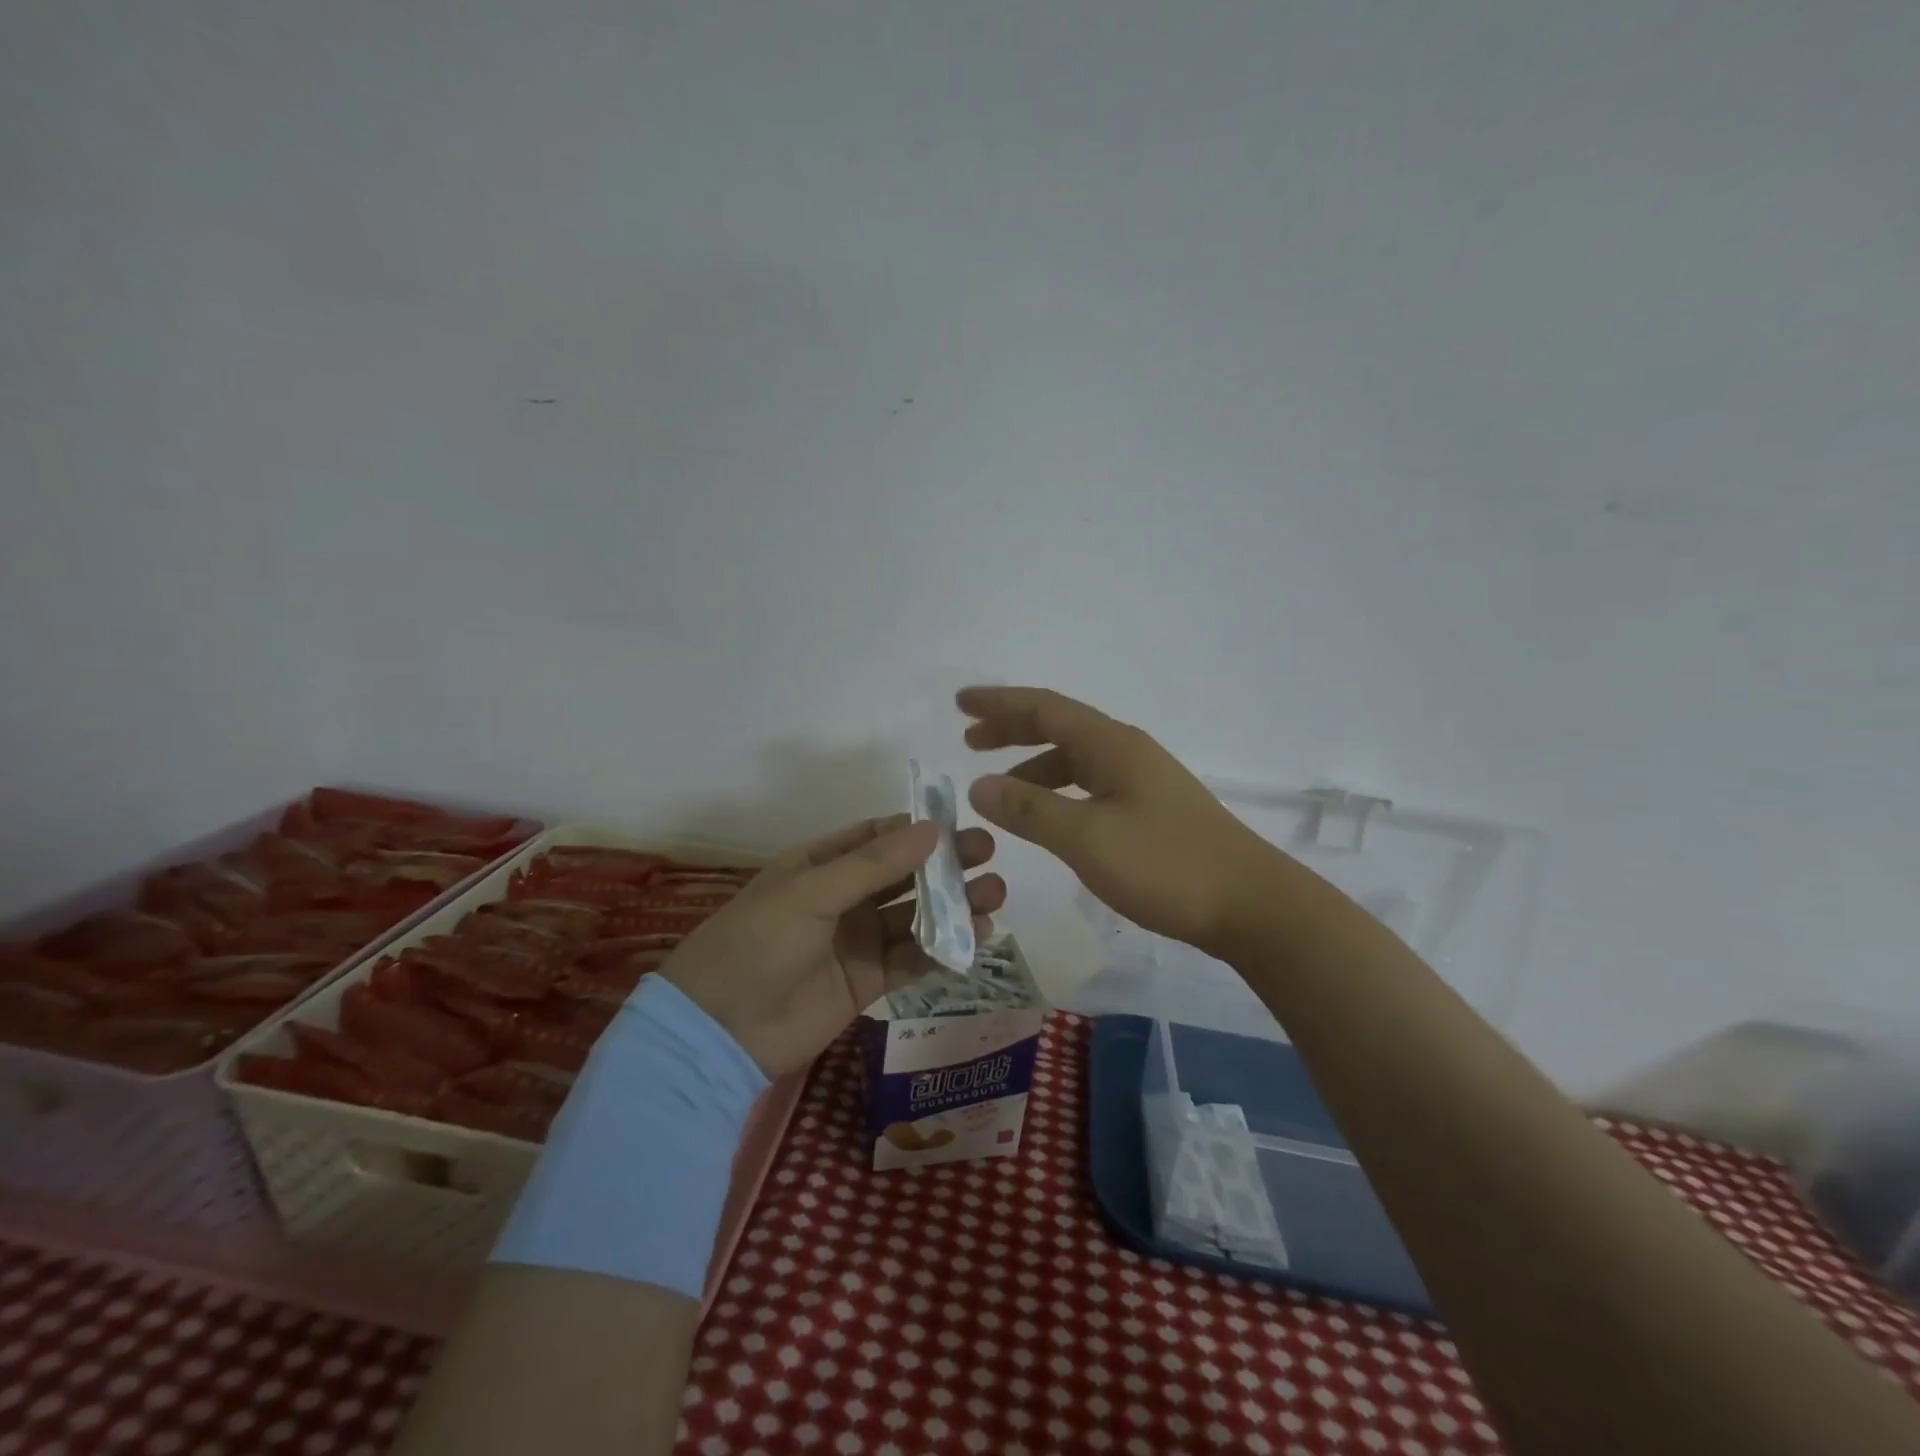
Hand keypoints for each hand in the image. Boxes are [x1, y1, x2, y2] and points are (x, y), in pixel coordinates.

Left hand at [661, 815, 1004, 1077]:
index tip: (959, 825)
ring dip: (953, 906)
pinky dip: (942, 949)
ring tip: (994, 896)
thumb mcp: (811, 892)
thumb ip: (873, 864)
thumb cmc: (757, 942)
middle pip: (904, 875)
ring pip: (914, 916)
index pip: (877, 837)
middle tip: (989, 856)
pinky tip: (976, 938)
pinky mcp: (868, 982)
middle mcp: (843, 898)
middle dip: (945, 866)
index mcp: (820, 865)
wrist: (720, 1031)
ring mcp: (857, 941)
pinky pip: (912, 959)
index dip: (917, 830)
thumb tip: (932, 829)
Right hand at [960, 686, 1303, 956]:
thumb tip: (978, 786)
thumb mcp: (1087, 837)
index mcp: (1111, 745)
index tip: (961, 703)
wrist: (1251, 904)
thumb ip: (1030, 811)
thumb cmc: (1166, 864)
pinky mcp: (1151, 811)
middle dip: (1012, 729)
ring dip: (1033, 764)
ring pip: (1075, 759)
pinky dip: (1058, 791)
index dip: (1000, 703)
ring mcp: (1143, 781)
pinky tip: (1049, 817)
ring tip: (999, 786)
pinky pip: (1090, 786)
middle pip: (1060, 727)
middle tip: (970, 738)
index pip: (1045, 709)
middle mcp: (1127, 752)